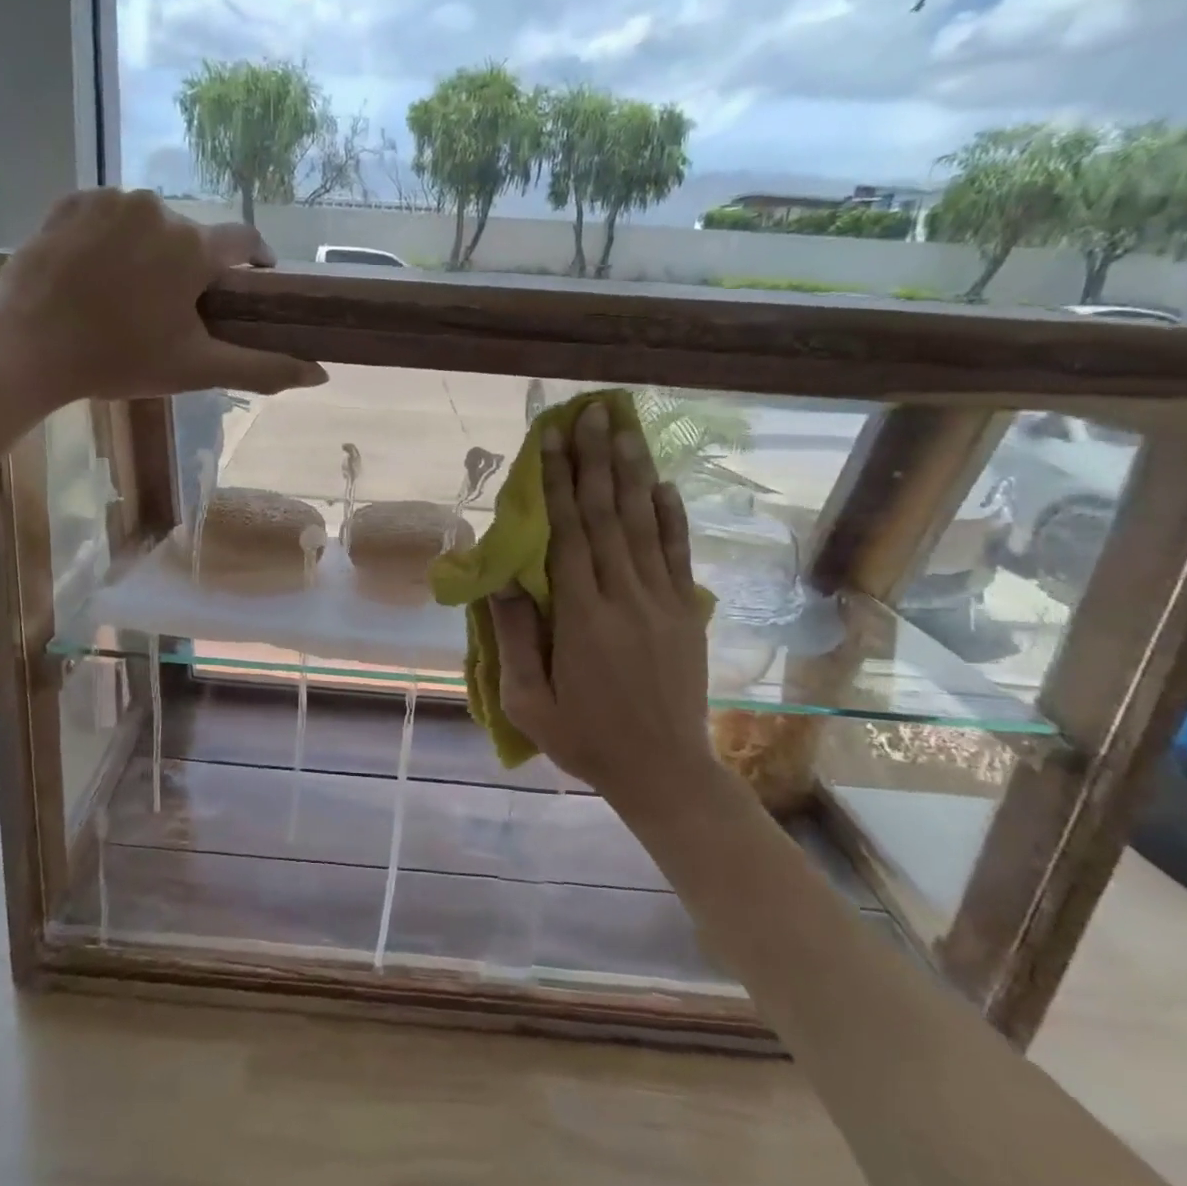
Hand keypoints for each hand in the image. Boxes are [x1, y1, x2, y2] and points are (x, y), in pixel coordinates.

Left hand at [0, 188, 328, 401]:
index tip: (253, 282)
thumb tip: (320, 374)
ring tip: (131, 292)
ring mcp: (110, 199)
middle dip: (192, 267)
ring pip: (150, 223)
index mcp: (194, 247)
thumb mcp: (197, 369)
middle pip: (193, 236)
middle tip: (174, 309)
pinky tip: (97, 272)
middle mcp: (158, 208)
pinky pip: (109, 214)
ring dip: (151, 251)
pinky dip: (112, 237)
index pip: (245, 240)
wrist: (28, 346)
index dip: (255, 260)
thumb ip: (262, 368)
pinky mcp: (70, 200)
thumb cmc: (120, 359)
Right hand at [489, 399, 711, 800]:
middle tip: (591, 413)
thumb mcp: (529, 702)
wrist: (664, 772)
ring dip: (632, 473)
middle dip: (595, 461)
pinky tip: (663, 484)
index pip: (568, 535)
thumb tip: (499, 582)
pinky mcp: (687, 614)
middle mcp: (625, 598)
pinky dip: (671, 516)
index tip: (553, 440)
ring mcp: (663, 603)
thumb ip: (515, 639)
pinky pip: (678, 555)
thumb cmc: (585, 739)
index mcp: (582, 618)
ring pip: (644, 525)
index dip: (559, 484)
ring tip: (625, 428)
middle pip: (607, 516)